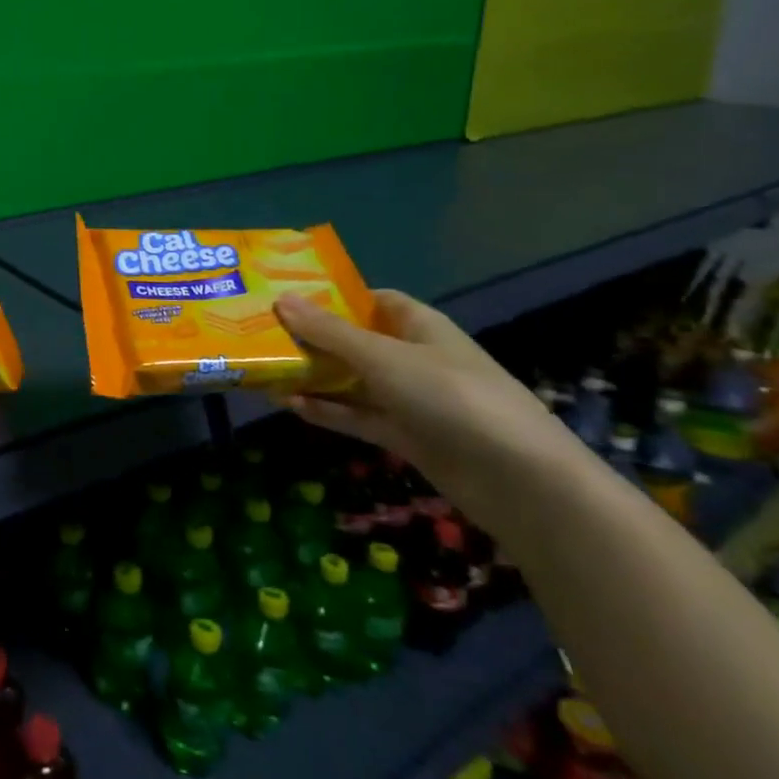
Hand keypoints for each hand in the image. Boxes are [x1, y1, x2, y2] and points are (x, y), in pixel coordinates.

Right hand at [273, 289, 573, 523]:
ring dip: (313, 377)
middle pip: (354, 340)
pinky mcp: (405, 435)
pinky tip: (289, 405)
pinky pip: (357, 415)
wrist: (518, 481)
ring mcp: (409, 398)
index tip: (286, 298)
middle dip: (312, 339)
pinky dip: (327, 410)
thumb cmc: (451, 397)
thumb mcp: (384, 358)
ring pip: (351, 380)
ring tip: (265, 372)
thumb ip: (330, 333)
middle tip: (260, 335)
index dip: (332, 297)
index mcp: (417, 325)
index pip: (370, 300)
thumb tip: (280, 300)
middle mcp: (412, 356)